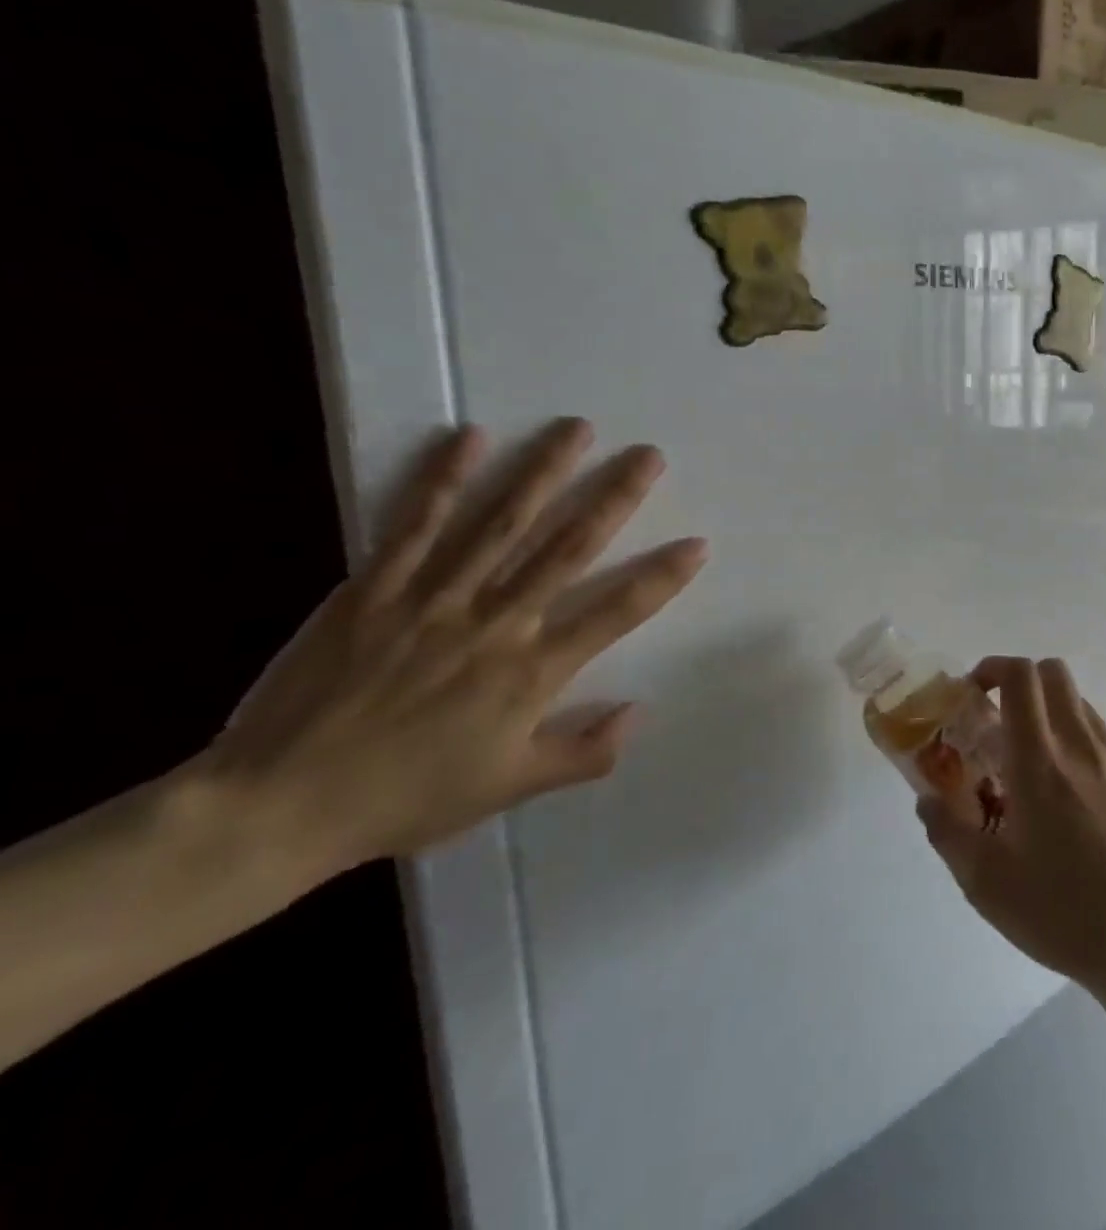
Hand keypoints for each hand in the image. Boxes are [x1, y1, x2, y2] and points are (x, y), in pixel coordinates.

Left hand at [201, 417, 707, 873]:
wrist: (279, 805)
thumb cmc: (407, 798)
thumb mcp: (510, 788)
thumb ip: (584, 753)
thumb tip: (641, 711)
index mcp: (532, 672)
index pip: (615, 613)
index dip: (662, 577)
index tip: (697, 543)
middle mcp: (495, 623)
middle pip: (567, 549)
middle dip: (614, 498)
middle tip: (649, 457)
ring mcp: (434, 598)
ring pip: (501, 523)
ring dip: (544, 471)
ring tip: (578, 429)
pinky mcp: (375, 587)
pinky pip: (416, 525)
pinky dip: (444, 478)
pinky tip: (471, 438)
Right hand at [918, 657, 1105, 998]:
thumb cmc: (1063, 913)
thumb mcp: (986, 884)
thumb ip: (947, 832)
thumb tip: (928, 799)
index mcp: (1040, 761)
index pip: (1021, 676)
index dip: (993, 667)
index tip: (975, 691)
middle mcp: (1083, 746)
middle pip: (1055, 674)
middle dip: (1022, 682)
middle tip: (1001, 722)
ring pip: (1083, 708)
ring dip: (1053, 717)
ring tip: (1037, 771)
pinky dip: (1084, 756)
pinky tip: (1082, 812)